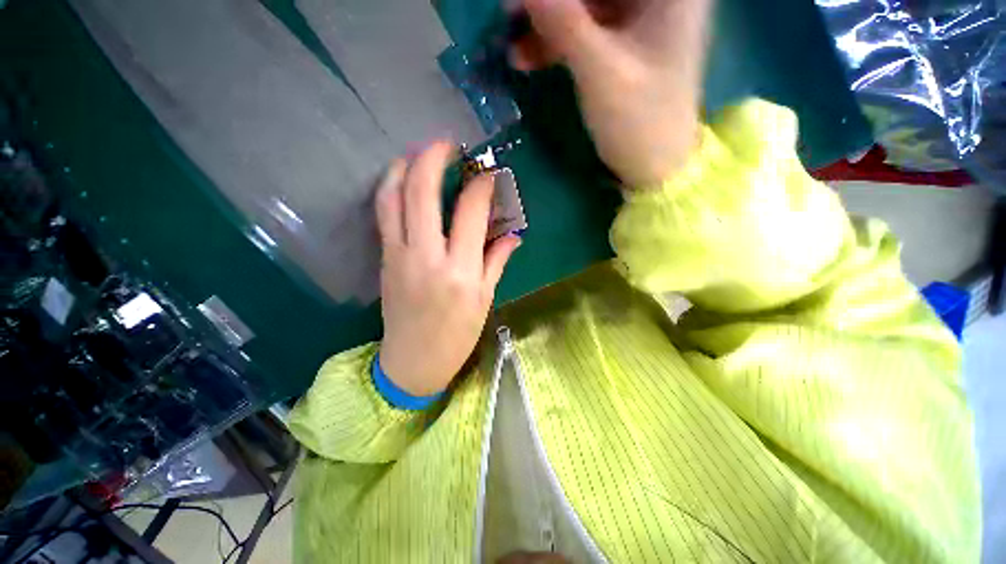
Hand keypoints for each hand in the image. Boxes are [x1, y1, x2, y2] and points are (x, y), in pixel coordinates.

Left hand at [375, 142, 521, 396]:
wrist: (413, 361)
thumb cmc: (456, 335)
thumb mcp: (484, 299)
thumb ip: (496, 260)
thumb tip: (513, 234)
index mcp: (461, 271)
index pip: (470, 212)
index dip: (481, 185)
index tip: (488, 172)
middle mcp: (427, 256)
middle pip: (422, 193)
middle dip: (433, 158)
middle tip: (447, 144)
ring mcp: (399, 255)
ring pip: (393, 197)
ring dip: (404, 166)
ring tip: (419, 154)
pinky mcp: (384, 258)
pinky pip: (384, 213)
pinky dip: (391, 188)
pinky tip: (402, 179)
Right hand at [511, 0, 711, 186]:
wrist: (654, 167)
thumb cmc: (639, 123)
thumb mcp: (601, 73)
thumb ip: (564, 23)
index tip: (522, 0)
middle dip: (551, 2)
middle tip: (510, 15)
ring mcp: (639, 20)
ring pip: (585, 6)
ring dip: (547, 23)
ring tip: (512, 43)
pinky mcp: (621, 46)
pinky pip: (584, 32)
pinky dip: (555, 43)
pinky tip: (528, 58)